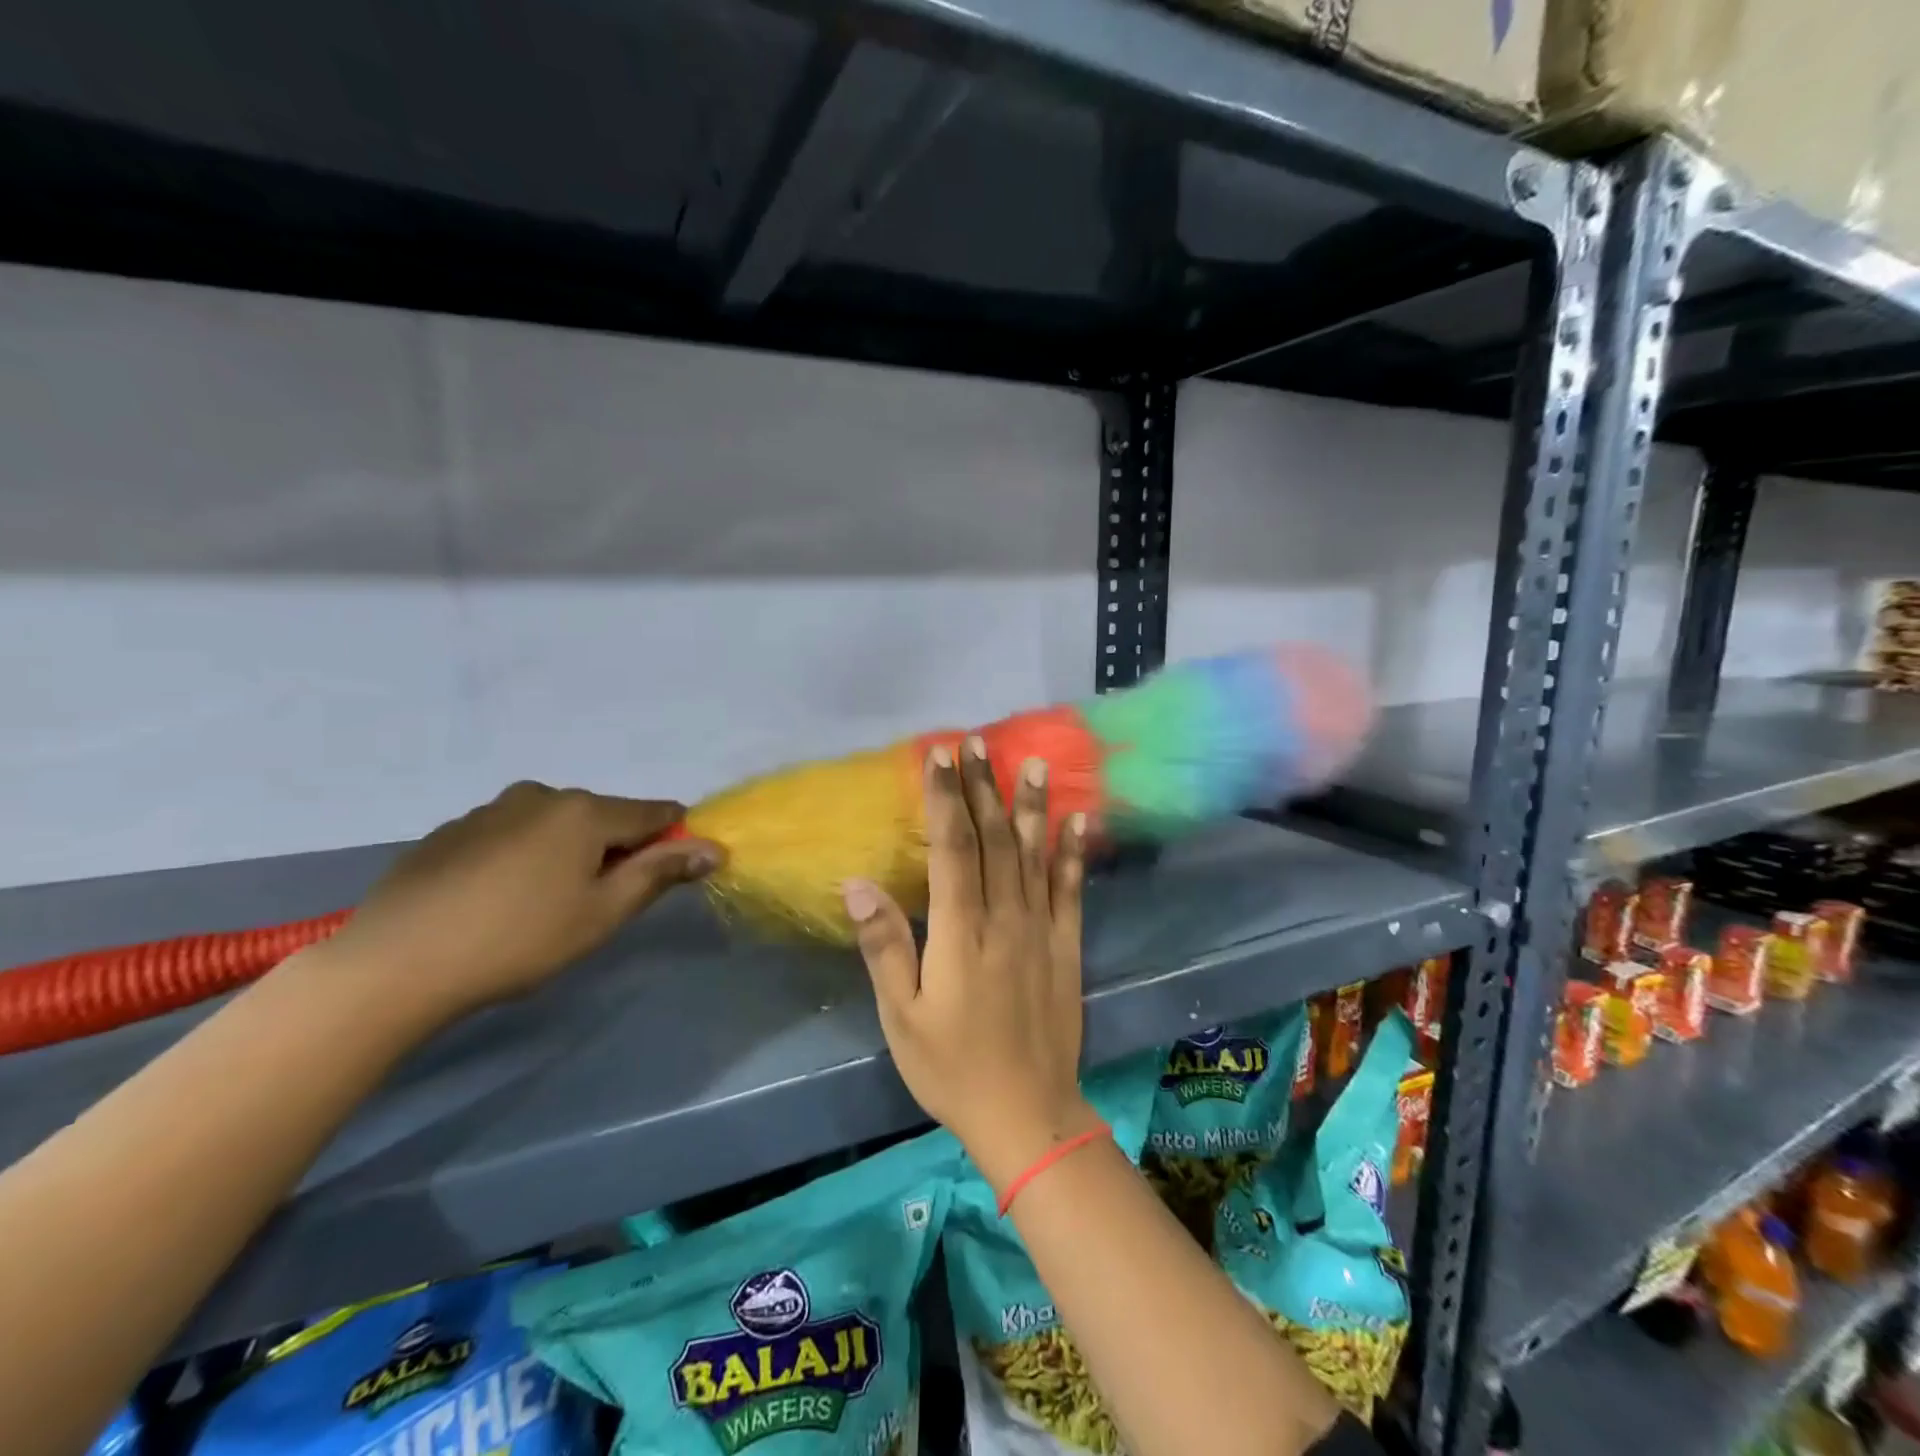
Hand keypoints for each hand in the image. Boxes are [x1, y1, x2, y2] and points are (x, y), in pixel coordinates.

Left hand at [311, 782, 722, 1019]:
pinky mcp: (449, 831)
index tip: (663, 876)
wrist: (393, 965)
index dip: (670, 839)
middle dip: (612, 850)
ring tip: (538, 906)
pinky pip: (509, 834)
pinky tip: (494, 901)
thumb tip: (714, 847)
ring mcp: (489, 810)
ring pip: (553, 824)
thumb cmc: (518, 940)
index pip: (654, 812)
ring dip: (564, 853)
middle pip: (602, 817)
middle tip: (592, 905)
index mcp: (584, 810)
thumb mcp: (603, 913)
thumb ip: (660, 872)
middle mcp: (540, 795)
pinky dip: (520, 857)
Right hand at [843, 737, 1096, 1193]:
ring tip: (1033, 762)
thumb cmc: (952, 1068)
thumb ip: (884, 946)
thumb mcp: (902, 1017)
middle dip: (983, 786)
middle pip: (993, 838)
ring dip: (1031, 806)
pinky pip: (1071, 890)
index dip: (945, 797)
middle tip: (976, 742)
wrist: (1028, 1115)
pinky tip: (1078, 821)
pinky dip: (1074, 853)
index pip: (953, 847)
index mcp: (960, 932)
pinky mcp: (1067, 946)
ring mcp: (1041, 929)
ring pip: (1033, 854)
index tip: (939, 755)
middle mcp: (1004, 918)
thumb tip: (856, 883)